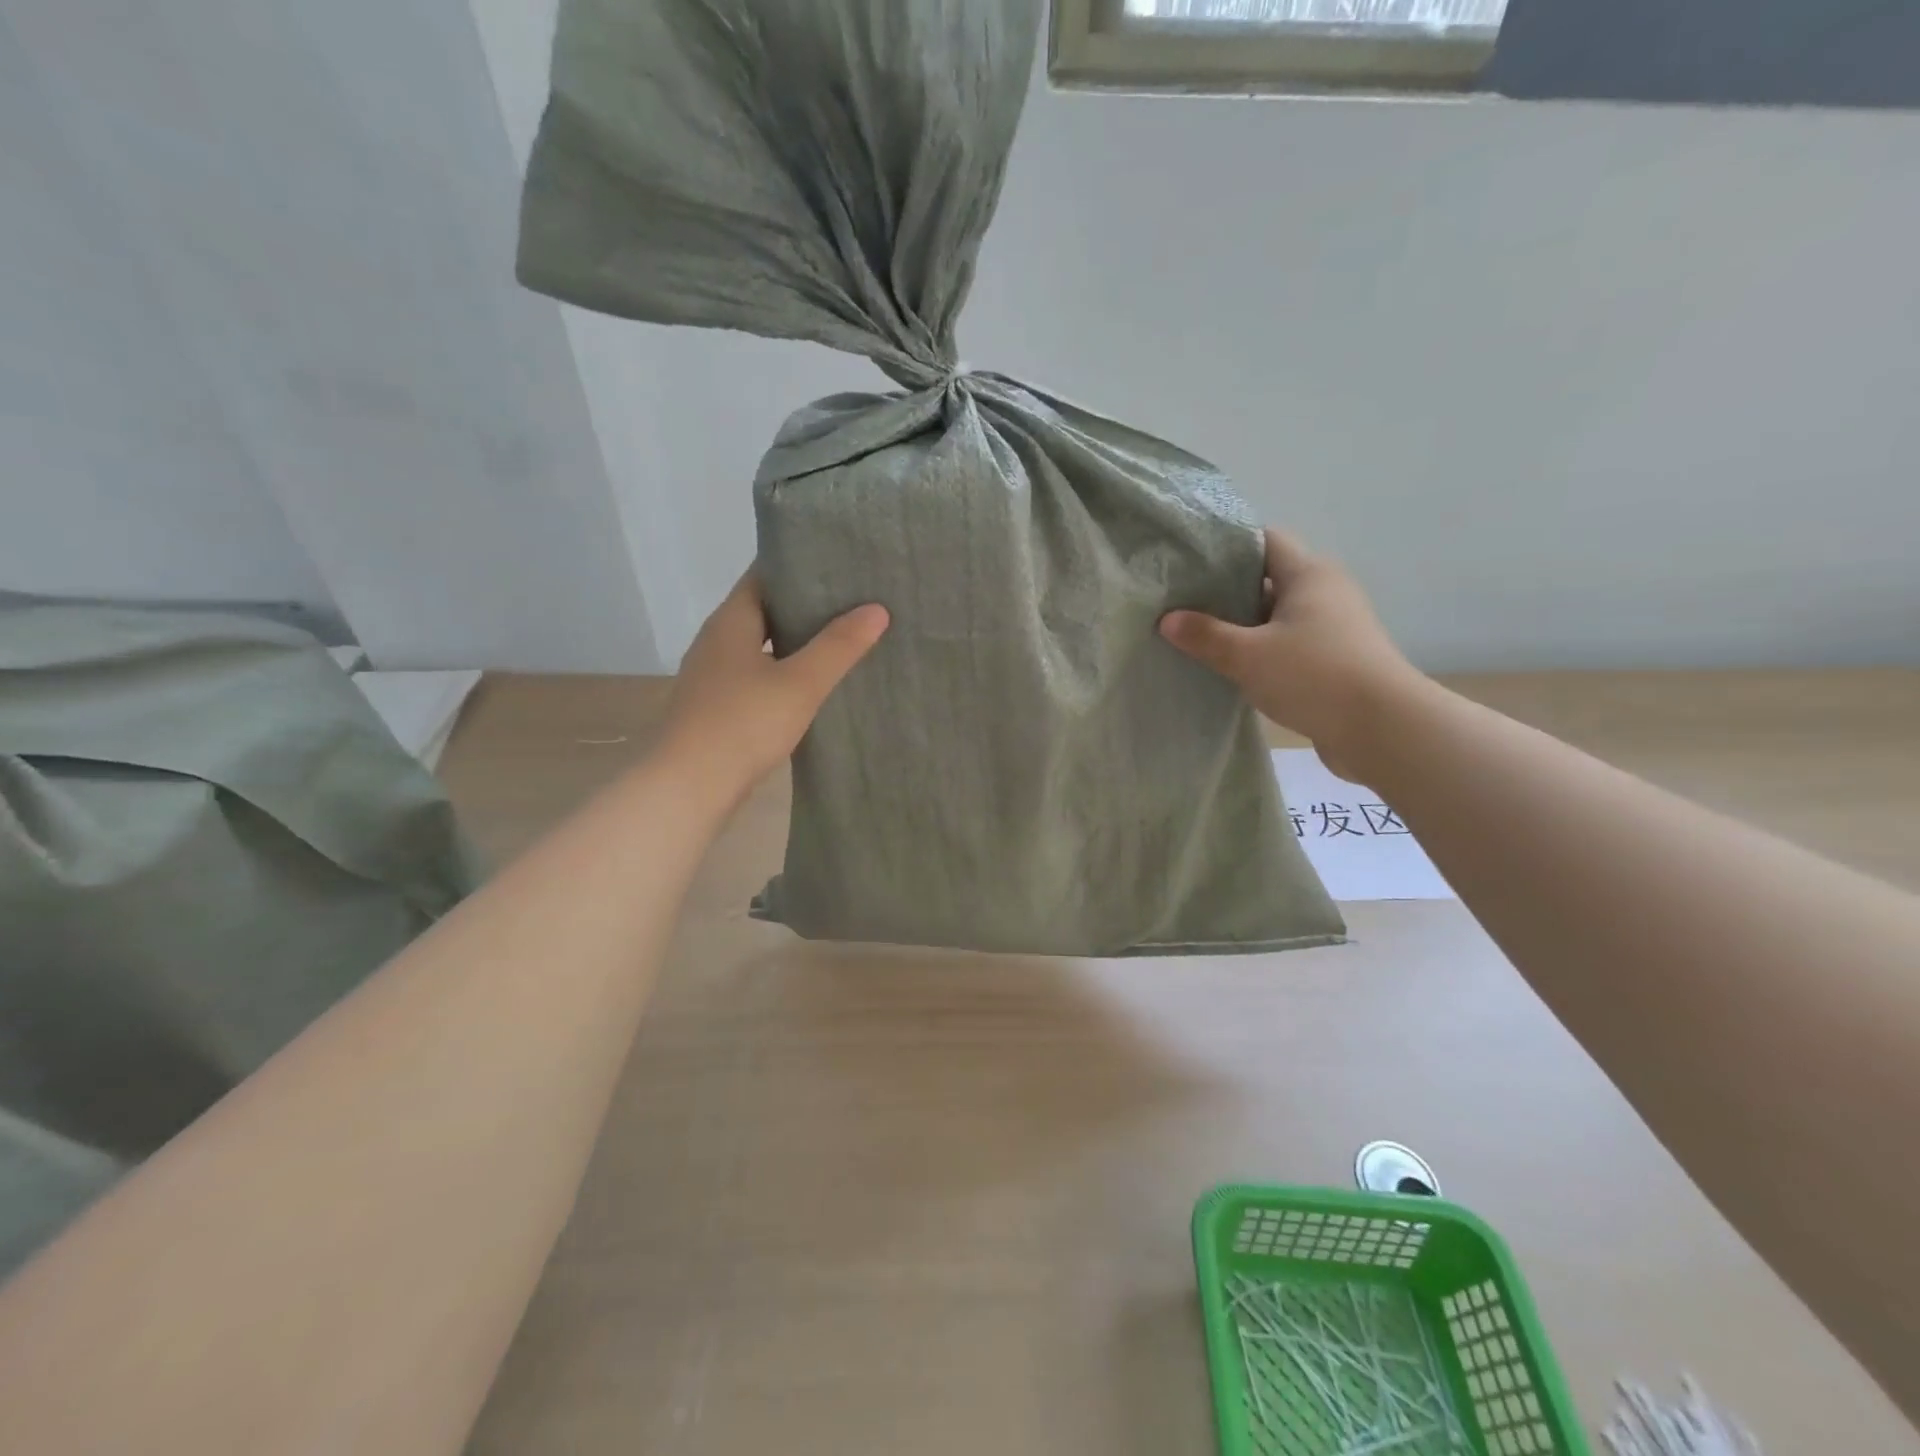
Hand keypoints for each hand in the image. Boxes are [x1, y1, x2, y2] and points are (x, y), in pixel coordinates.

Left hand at [661, 570, 888, 795]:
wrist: (688, 788)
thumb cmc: (743, 725)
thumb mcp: (800, 683)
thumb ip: (838, 646)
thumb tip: (877, 609)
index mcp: (730, 622)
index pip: (764, 575)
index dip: (800, 566)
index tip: (840, 564)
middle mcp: (717, 641)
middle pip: (764, 610)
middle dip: (805, 605)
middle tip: (854, 601)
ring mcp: (714, 676)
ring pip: (761, 646)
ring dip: (796, 642)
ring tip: (842, 639)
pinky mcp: (718, 707)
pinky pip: (757, 676)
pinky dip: (784, 672)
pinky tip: (813, 685)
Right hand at [1160, 528, 1421, 781]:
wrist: (1381, 729)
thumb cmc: (1314, 675)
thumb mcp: (1247, 655)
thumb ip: (1205, 635)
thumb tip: (1167, 619)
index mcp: (1308, 574)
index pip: (1264, 540)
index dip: (1226, 545)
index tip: (1188, 560)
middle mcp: (1325, 591)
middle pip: (1268, 578)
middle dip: (1226, 589)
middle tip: (1182, 601)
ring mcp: (1333, 627)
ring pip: (1276, 615)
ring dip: (1242, 624)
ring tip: (1197, 635)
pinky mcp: (1334, 659)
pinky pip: (1287, 643)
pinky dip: (1260, 650)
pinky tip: (1230, 666)